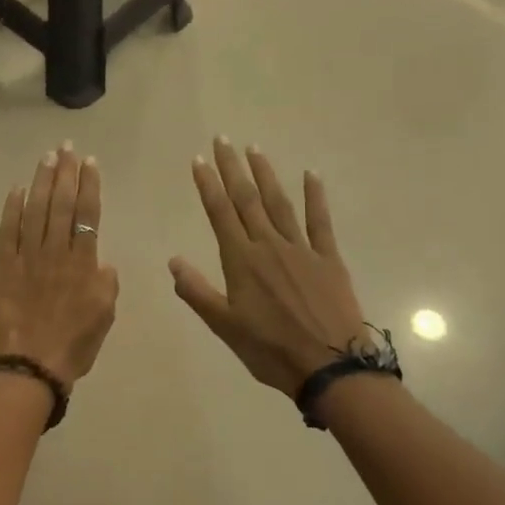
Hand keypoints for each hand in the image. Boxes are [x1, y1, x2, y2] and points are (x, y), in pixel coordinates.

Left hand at [0, 145, 118, 386]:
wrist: (28, 366)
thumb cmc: (72, 346)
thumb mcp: (104, 317)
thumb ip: (106, 284)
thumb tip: (101, 262)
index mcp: (84, 264)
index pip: (88, 215)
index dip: (89, 186)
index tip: (90, 163)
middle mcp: (56, 253)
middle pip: (62, 205)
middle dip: (66, 173)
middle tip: (67, 148)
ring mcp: (26, 257)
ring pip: (36, 211)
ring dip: (42, 182)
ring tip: (47, 158)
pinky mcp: (1, 267)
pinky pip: (7, 231)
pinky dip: (12, 208)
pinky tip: (17, 189)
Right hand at [170, 138, 369, 396]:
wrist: (330, 365)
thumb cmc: (271, 350)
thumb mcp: (225, 326)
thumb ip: (197, 291)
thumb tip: (173, 260)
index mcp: (241, 261)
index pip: (220, 213)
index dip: (208, 185)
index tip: (199, 159)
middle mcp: (269, 245)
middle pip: (247, 199)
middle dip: (233, 168)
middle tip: (223, 140)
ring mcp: (302, 249)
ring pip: (279, 203)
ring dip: (266, 174)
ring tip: (255, 149)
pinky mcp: (328, 258)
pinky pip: (320, 221)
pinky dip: (315, 196)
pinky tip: (311, 174)